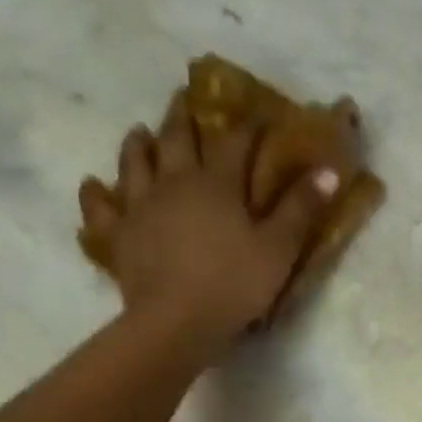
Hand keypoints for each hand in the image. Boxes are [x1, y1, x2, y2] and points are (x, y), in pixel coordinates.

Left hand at [77, 117, 336, 357]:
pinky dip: (97, 195)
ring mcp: (140, 206)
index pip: (235, 144)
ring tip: (140, 133)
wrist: (176, 320)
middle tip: (183, 100)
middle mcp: (174, 183)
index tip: (256, 114)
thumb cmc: (234, 283)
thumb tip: (327, 170)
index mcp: (217, 184)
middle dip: (183, 119)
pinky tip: (94, 186)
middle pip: (177, 141)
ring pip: (135, 164)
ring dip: (138, 145)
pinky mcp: (118, 235)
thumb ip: (301, 209)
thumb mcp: (278, 249)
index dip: (247, 127)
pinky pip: (102, 209)